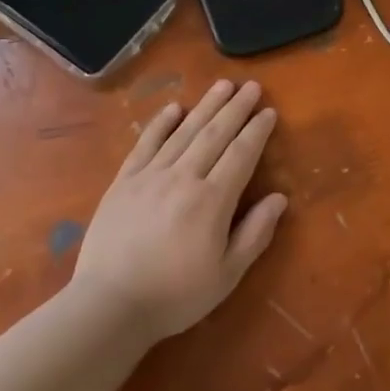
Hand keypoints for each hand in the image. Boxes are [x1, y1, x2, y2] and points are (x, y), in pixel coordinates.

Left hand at [71, 79, 288, 341]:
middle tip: (252, 86)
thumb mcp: (227, 274)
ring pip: (184, 132)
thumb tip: (279, 198)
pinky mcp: (124, 181)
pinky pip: (146, 144)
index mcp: (212, 200)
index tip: (269, 112)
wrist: (109, 306)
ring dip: (206, 106)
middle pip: (215, 134)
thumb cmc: (175, 295)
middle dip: (236, 108)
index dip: (257, 131)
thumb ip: (255, 233)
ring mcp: (151, 176)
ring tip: (223, 84)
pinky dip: (161, 123)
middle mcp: (184, 178)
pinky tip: (174, 108)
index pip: (241, 154)